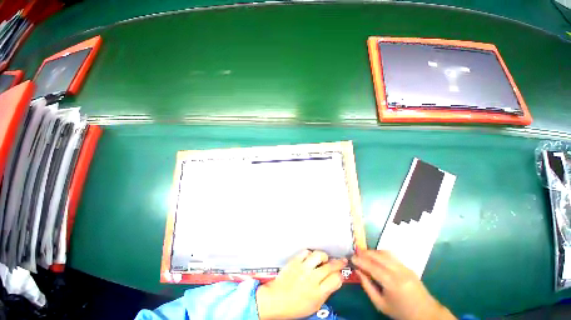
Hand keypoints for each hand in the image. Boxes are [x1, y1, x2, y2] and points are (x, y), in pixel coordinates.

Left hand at [256, 250, 346, 319]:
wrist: (277, 300)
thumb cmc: (297, 306)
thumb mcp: (315, 305)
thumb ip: (326, 292)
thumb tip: (336, 280)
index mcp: (318, 292)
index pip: (335, 280)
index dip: (340, 276)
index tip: (340, 274)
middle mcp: (312, 279)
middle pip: (329, 267)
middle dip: (338, 263)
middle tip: (342, 260)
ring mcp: (303, 268)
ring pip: (318, 256)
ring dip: (324, 256)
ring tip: (324, 258)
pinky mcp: (295, 261)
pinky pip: (306, 252)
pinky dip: (310, 253)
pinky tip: (311, 257)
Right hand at [351, 250, 455, 319]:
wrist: (426, 314)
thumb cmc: (401, 312)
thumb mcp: (381, 304)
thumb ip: (367, 286)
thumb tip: (358, 271)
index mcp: (392, 282)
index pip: (372, 266)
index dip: (360, 260)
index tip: (351, 257)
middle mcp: (398, 271)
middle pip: (378, 256)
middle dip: (365, 253)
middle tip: (356, 254)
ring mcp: (404, 267)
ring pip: (385, 252)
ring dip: (373, 252)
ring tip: (364, 255)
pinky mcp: (408, 266)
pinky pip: (391, 256)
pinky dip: (380, 254)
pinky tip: (376, 258)